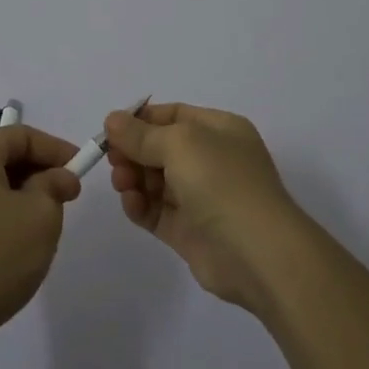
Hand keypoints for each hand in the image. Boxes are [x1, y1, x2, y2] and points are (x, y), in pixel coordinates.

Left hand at [0, 125, 81, 353]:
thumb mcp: (40, 215)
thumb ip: (54, 186)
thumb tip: (58, 178)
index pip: (21, 136)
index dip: (56, 149)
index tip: (82, 169)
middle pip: (3, 158)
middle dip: (40, 173)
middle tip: (68, 197)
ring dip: (23, 197)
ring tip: (47, 223)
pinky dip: (3, 215)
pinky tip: (18, 243)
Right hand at [106, 102, 303, 312]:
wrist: (257, 253)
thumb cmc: (221, 182)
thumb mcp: (180, 143)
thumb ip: (141, 134)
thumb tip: (112, 120)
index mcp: (219, 130)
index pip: (173, 116)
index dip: (140, 120)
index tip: (111, 130)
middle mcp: (212, 160)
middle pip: (160, 149)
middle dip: (133, 152)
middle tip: (113, 160)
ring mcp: (201, 197)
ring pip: (155, 181)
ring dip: (133, 178)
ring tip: (122, 184)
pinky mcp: (189, 231)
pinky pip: (156, 212)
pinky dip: (140, 206)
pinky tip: (131, 204)